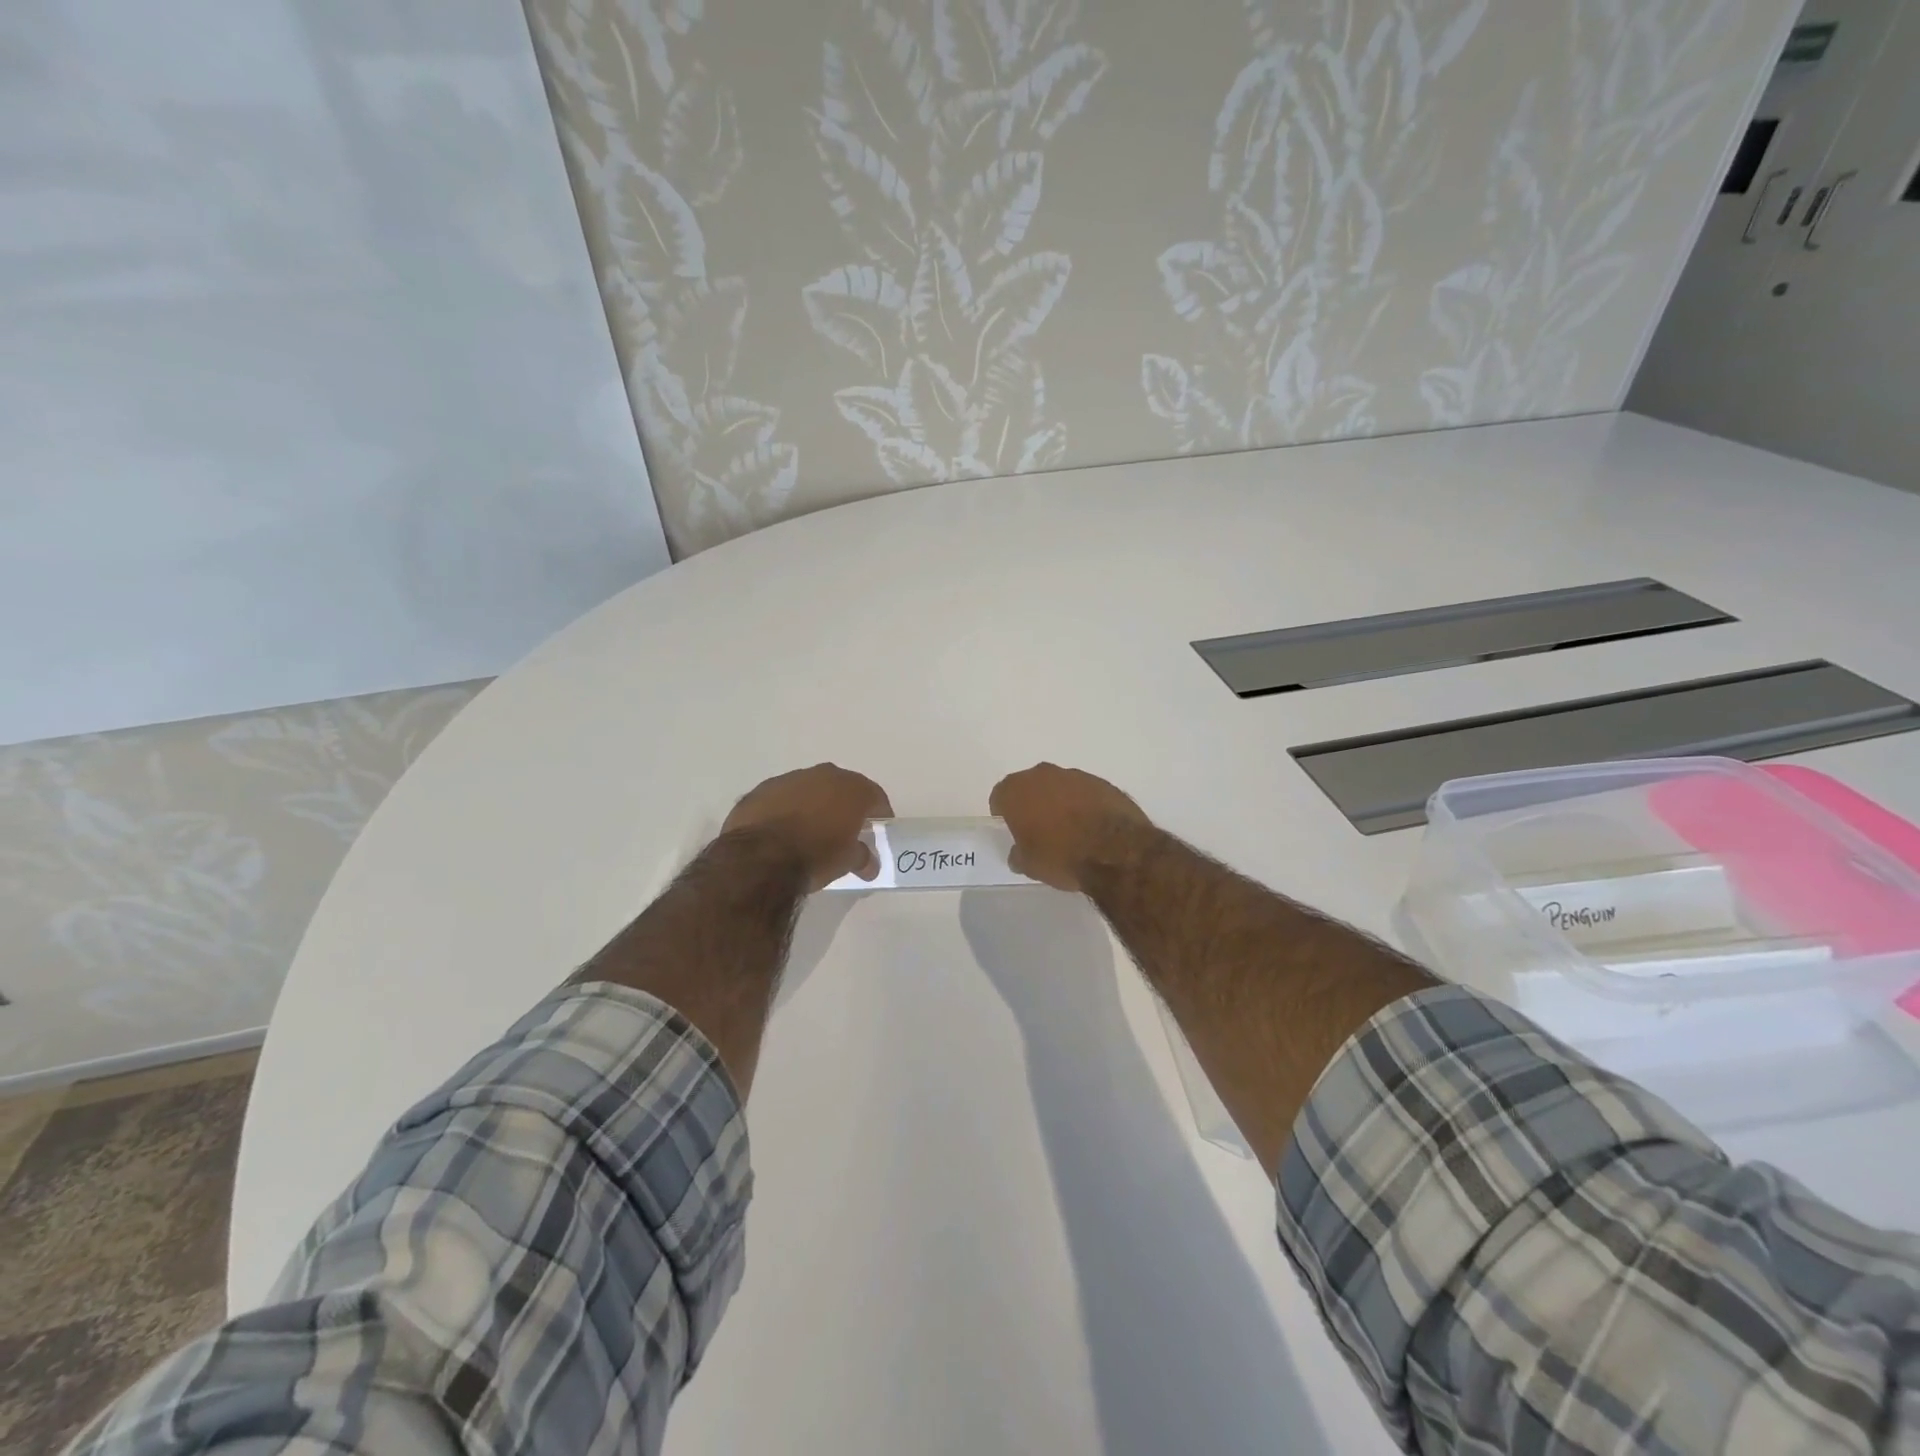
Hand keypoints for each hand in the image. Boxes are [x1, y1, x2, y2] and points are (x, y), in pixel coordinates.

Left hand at [722, 764, 892, 891]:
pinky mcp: (760, 790)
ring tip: (810, 831)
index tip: (878, 829)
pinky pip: (782, 798)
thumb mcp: (846, 862)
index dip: (879, 813)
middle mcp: (823, 775)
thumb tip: (869, 864)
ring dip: (813, 805)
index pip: (875, 796)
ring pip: (809, 789)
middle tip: (846, 829)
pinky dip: (786, 810)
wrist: (759, 858)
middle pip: (842, 788)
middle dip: (845, 806)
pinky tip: (782, 832)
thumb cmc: (815, 856)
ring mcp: (789, 779)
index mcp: (851, 788)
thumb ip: (862, 857)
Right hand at [989, 763, 1154, 892]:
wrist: (1116, 851)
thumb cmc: (1061, 856)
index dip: (1004, 814)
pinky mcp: (1103, 783)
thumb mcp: (1030, 865)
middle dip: (1032, 803)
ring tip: (1069, 829)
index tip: (1012, 830)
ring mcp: (1075, 776)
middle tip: (1038, 829)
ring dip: (1060, 802)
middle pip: (1030, 786)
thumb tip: (1018, 853)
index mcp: (1017, 790)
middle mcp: (1043, 775)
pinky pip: (1085, 792)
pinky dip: (1085, 805)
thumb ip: (1019, 854)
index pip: (1000, 796)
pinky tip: (1092, 827)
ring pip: (1059, 786)